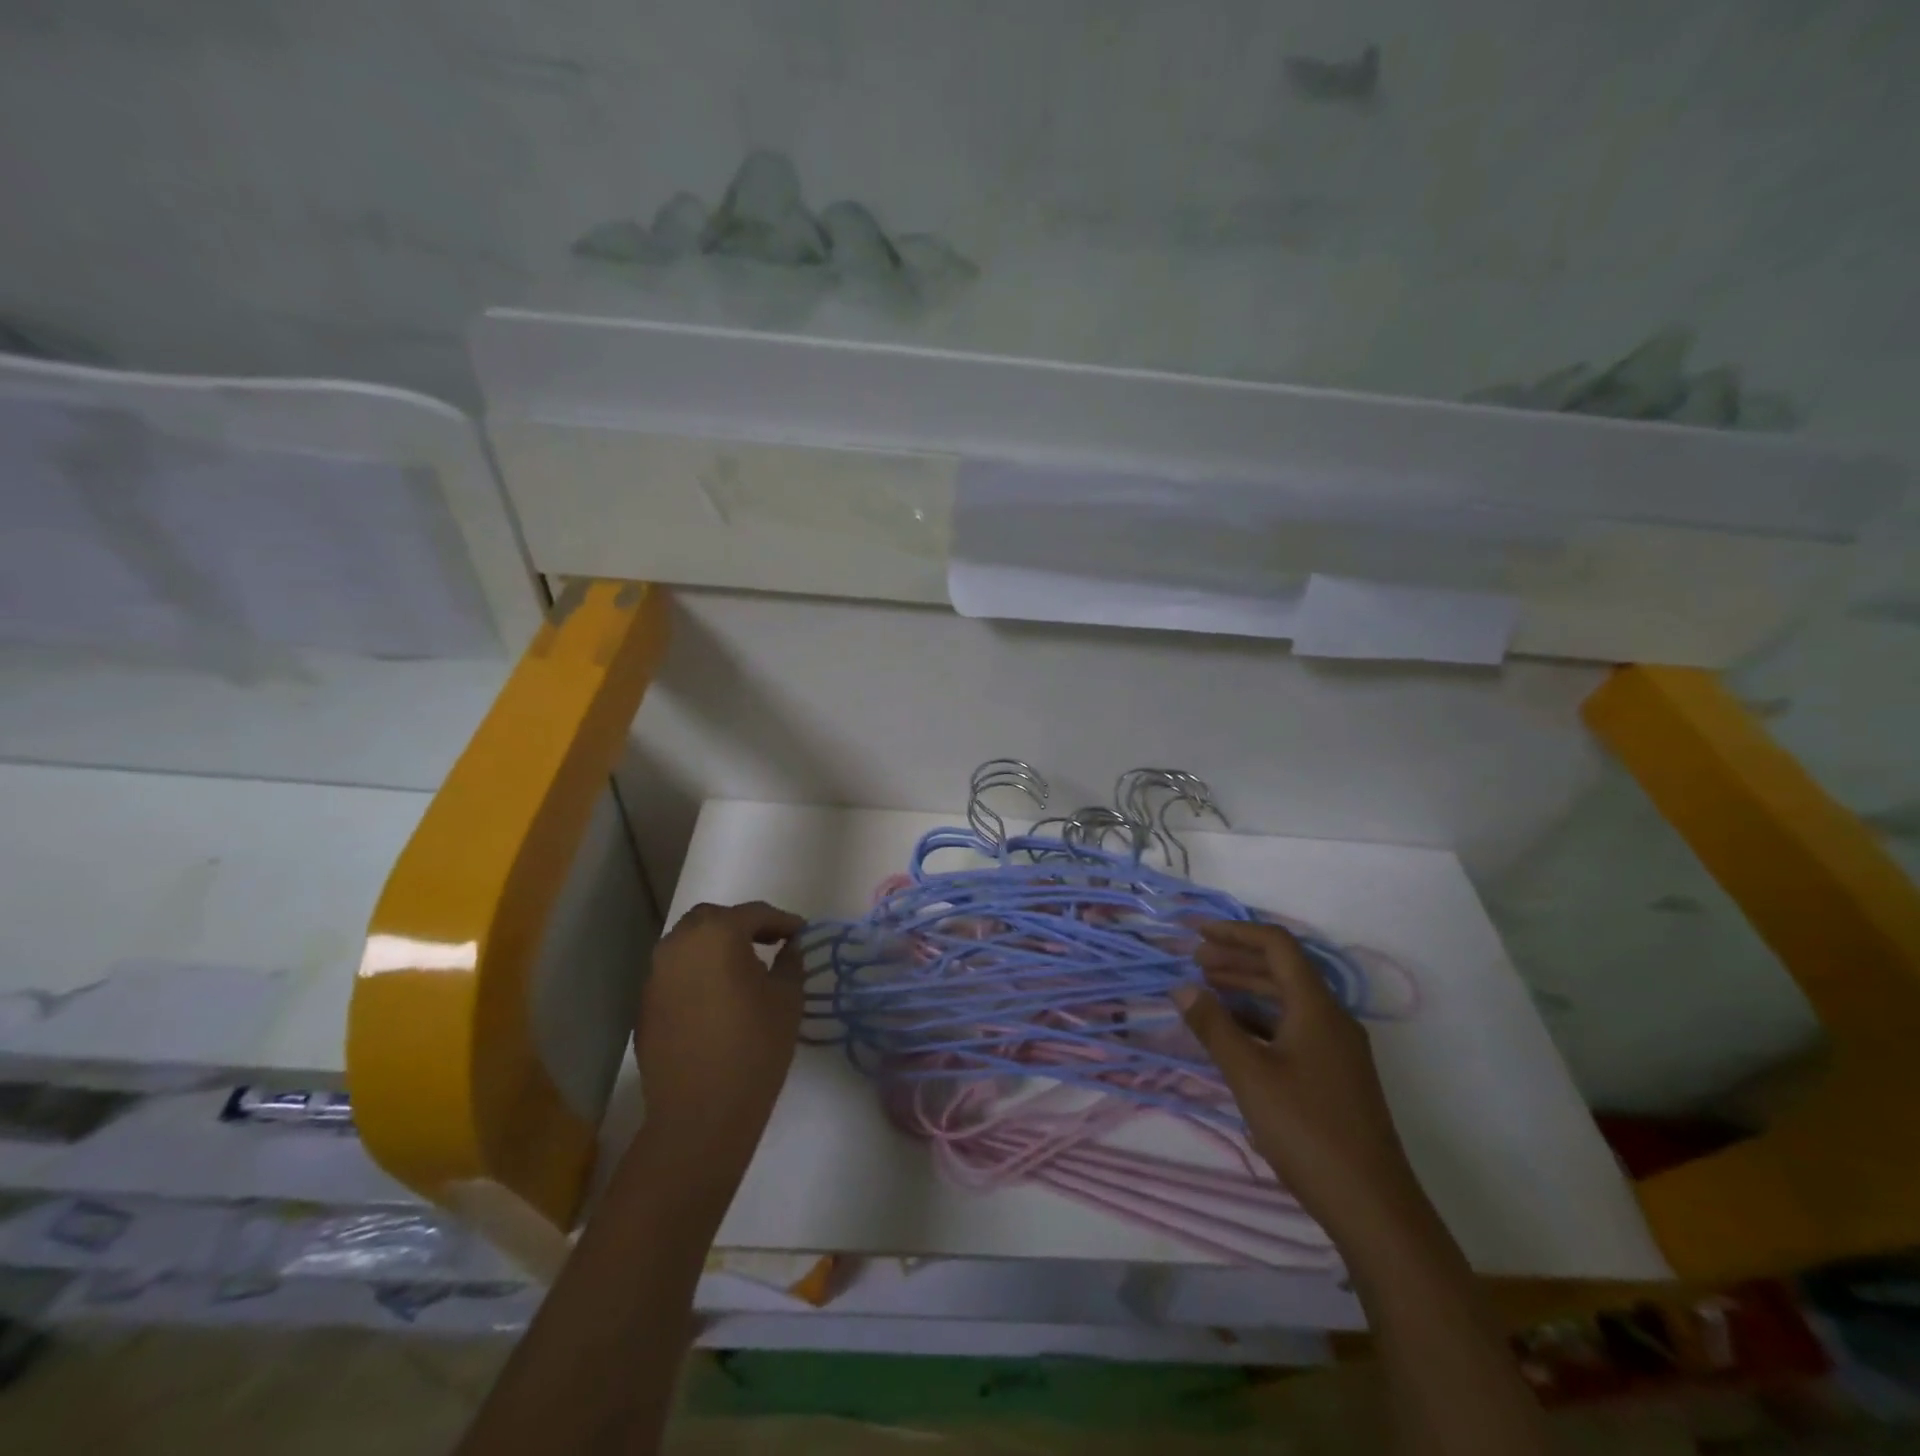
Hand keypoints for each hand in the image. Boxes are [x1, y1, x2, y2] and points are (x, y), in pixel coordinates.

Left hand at [637, 900, 806, 1166]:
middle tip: (769, 942)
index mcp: (717, 935)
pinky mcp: (645, 1005)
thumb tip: (789, 947)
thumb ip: (790, 962)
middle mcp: (679, 945)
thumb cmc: (754, 1047)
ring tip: (742, 968)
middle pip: (713, 919)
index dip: (782, 921)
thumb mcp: (787, 999)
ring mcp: (656, 975)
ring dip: (715, 946)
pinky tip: (717, 997)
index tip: (801, 934)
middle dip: (742, 925)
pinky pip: (675, 973)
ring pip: (688, 943)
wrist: (700, 1114)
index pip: (754, 914)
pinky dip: (697, 972)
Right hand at [1174, 920, 1429, 1241]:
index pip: (1277, 945)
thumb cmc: (1307, 1130)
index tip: (1197, 933)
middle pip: (1283, 970)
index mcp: (1317, 1007)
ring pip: (1288, 1001)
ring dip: (1248, 989)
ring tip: (1207, 990)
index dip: (1235, 932)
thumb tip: (1182, 988)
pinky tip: (1235, 1034)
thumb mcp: (1249, 1075)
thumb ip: (1213, 1026)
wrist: (1373, 1207)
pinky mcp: (1336, 1075)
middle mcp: (1332, 1019)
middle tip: (1195, 961)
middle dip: (1237, 959)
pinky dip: (1261, 1020)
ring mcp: (1338, 1049)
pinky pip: (1294, 1027)